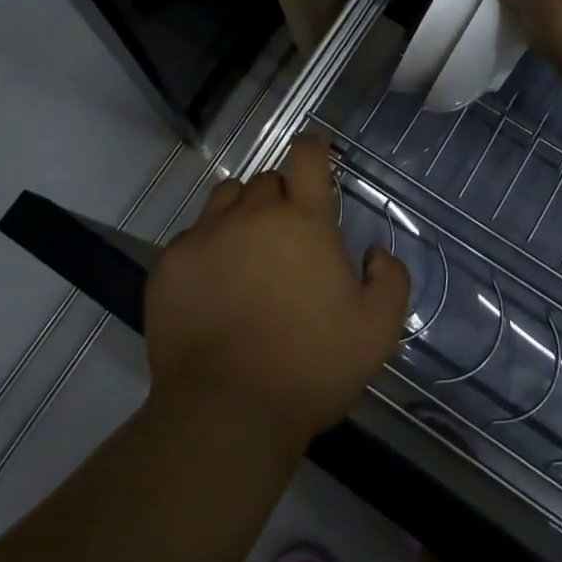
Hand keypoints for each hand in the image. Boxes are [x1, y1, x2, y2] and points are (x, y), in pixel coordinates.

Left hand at [146, 139, 410, 449]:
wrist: (226, 412)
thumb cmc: (311, 367)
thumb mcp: (377, 331)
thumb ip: (389, 280)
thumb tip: (373, 253)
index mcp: (303, 220)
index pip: (306, 155)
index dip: (314, 148)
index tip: (317, 158)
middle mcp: (252, 214)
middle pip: (267, 180)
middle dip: (282, 197)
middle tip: (290, 238)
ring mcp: (205, 235)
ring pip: (226, 199)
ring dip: (243, 212)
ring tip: (249, 252)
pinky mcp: (171, 263)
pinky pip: (193, 236)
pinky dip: (208, 248)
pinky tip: (214, 286)